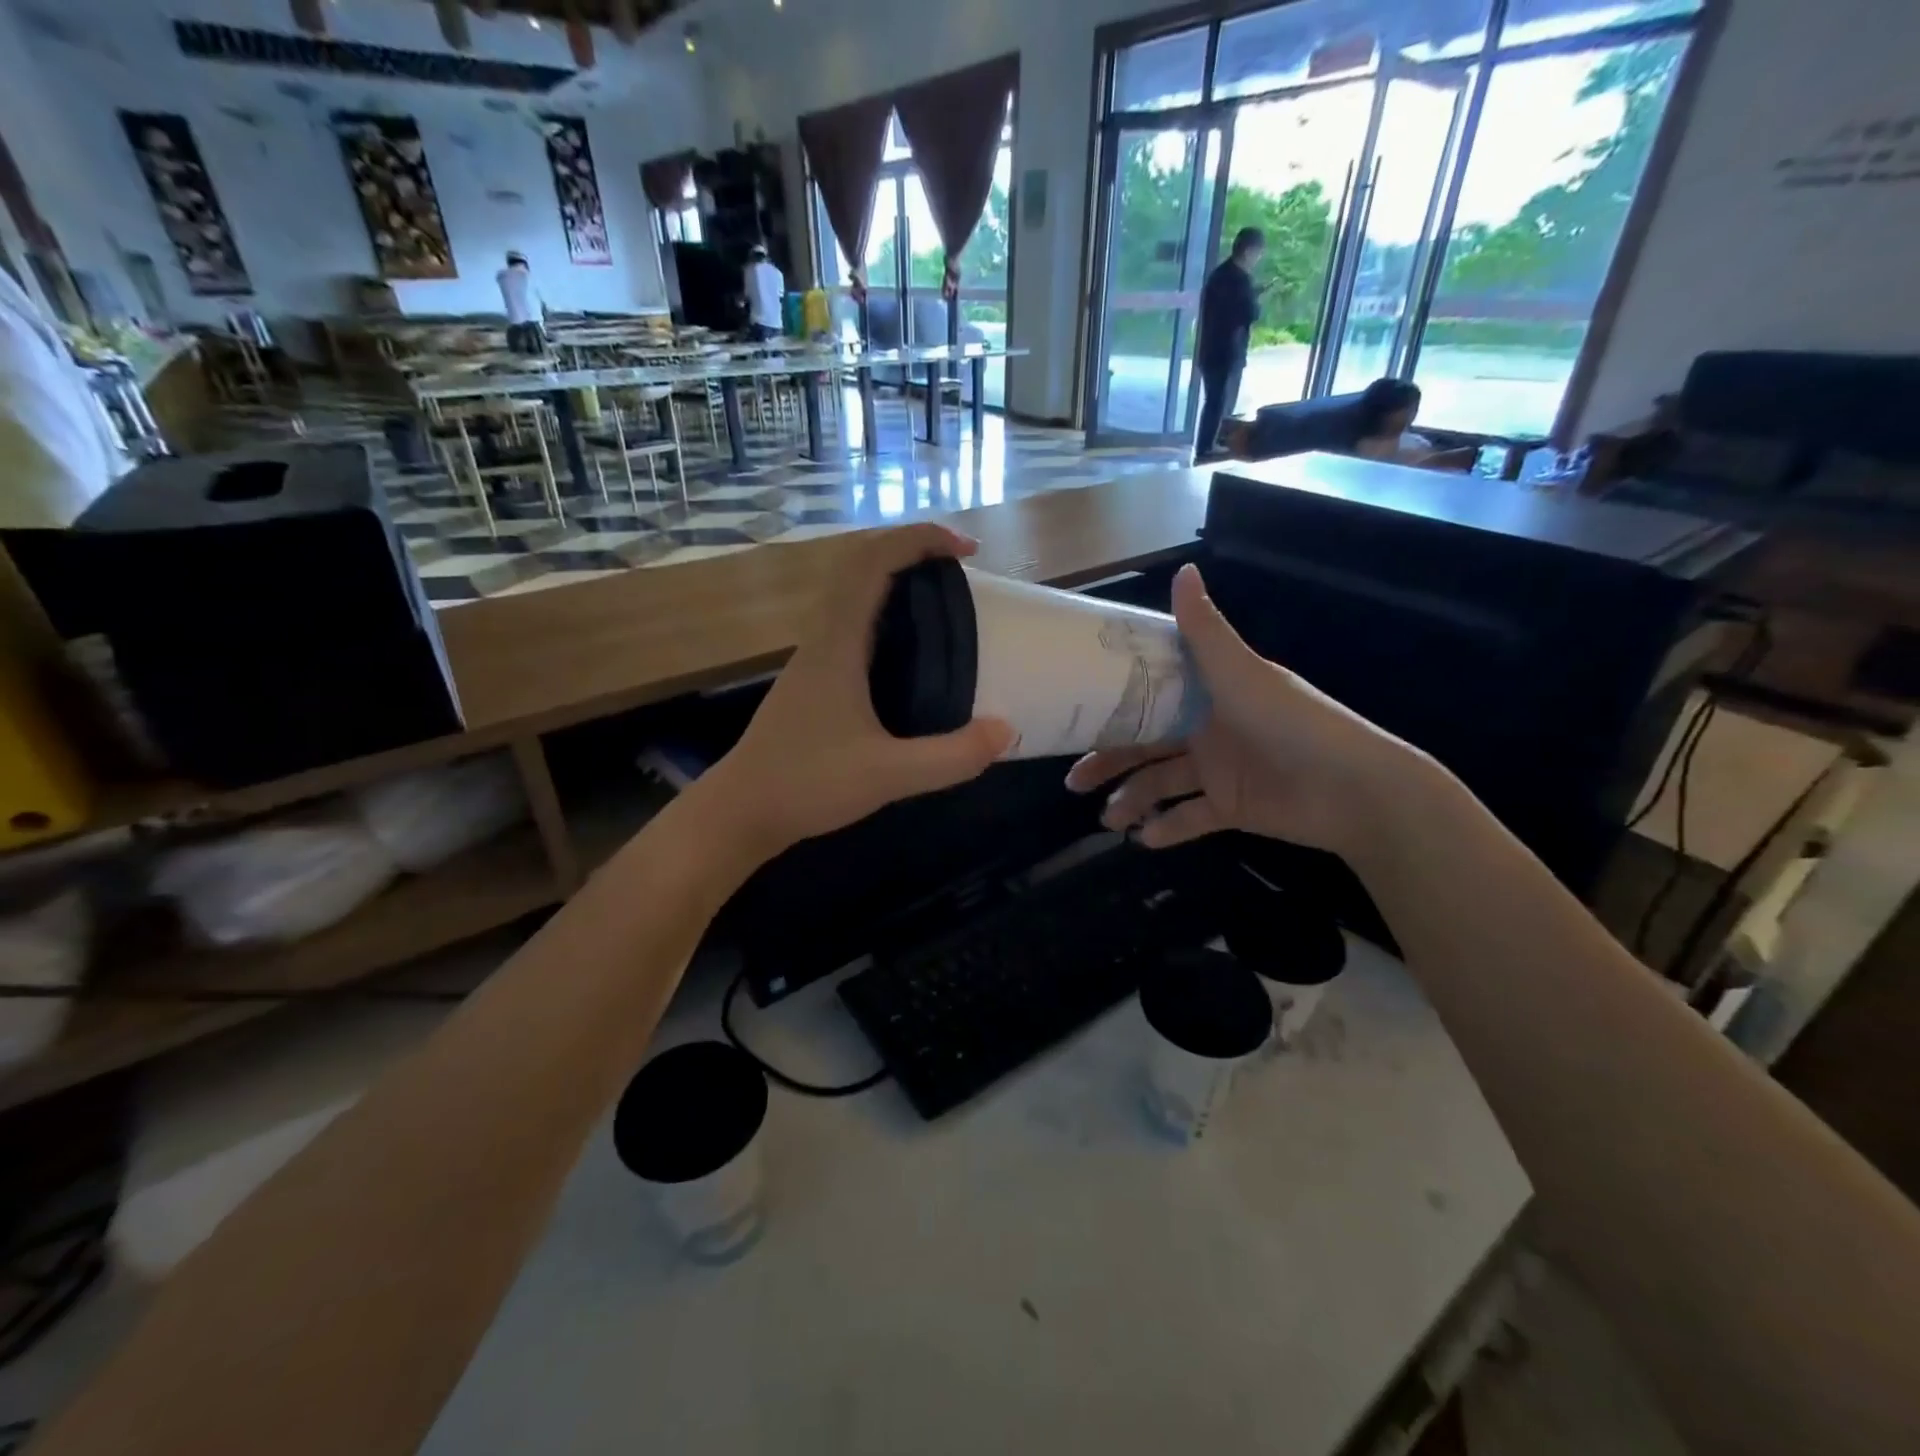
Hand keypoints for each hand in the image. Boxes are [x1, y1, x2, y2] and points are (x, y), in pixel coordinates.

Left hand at [704, 524, 1012, 857]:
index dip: (920, 539)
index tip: (966, 550)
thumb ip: (951, 757)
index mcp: (837, 644)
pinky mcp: (814, 681)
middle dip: (912, 550)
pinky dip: (886, 615)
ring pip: (853, 594)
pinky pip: (852, 625)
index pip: (873, 563)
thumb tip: (1006, 732)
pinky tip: (911, 652)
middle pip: (861, 566)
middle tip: (960, 570)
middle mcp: (822, 639)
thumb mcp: (888, 776)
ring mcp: (814, 659)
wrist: (741, 812)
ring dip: (897, 580)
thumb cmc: (806, 785)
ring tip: (943, 602)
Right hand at [1065, 564, 1421, 858]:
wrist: (1354, 789)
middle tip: (1074, 783)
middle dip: (1109, 762)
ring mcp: (1218, 770)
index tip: (1074, 715)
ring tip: (1110, 823)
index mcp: (1206, 692)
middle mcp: (1206, 728)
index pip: (1147, 695)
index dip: (1111, 705)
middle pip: (1145, 745)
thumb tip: (1182, 568)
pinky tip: (1143, 841)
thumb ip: (1206, 630)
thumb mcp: (1241, 672)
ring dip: (1132, 802)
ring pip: (1161, 785)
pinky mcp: (1231, 808)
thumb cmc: (1291, 722)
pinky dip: (1167, 830)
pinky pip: (1190, 818)